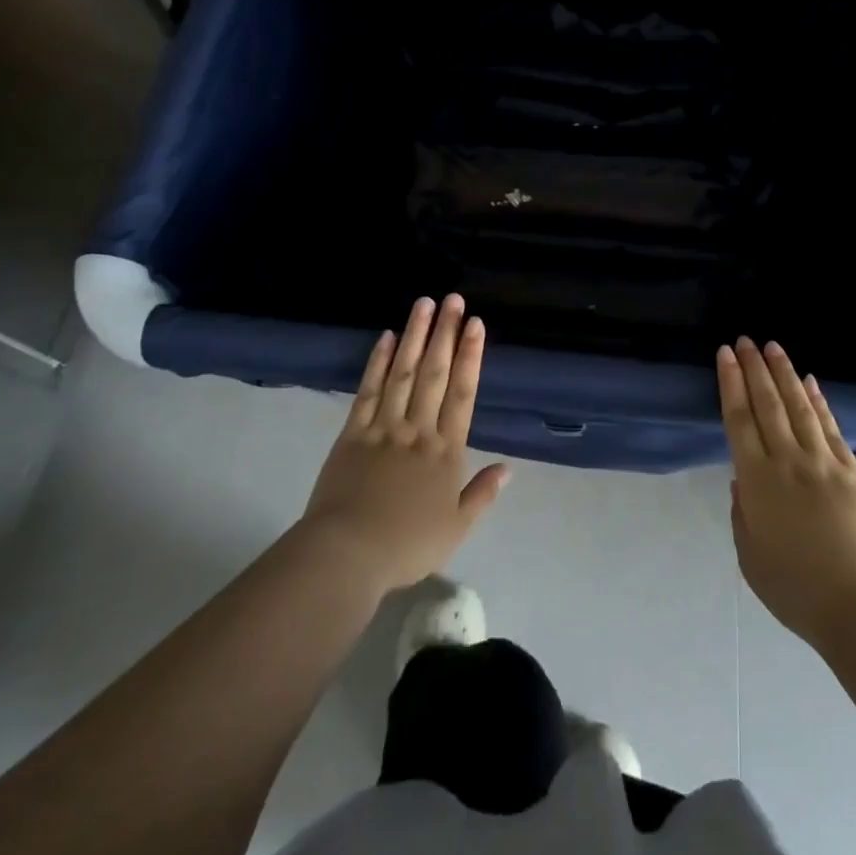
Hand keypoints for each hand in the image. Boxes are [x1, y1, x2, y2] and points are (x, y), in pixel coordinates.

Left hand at [301, 295, 508, 594]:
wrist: (347, 555)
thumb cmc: (406, 545)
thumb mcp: (456, 528)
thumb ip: (482, 494)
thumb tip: (508, 468)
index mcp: (446, 451)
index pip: (462, 393)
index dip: (470, 356)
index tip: (475, 324)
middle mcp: (418, 429)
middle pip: (435, 373)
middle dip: (445, 334)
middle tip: (453, 299)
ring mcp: (383, 427)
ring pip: (403, 373)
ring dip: (415, 336)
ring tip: (424, 304)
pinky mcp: (352, 432)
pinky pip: (368, 390)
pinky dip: (378, 362)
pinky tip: (387, 338)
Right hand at [718, 337, 855, 648]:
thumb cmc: (795, 589)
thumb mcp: (749, 556)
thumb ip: (741, 513)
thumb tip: (742, 480)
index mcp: (757, 481)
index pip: (739, 420)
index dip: (731, 383)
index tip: (725, 355)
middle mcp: (788, 461)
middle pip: (768, 404)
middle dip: (754, 368)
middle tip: (745, 339)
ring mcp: (823, 462)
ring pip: (799, 407)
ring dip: (784, 373)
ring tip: (773, 347)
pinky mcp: (851, 471)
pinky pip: (830, 427)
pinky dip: (819, 401)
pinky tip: (810, 382)